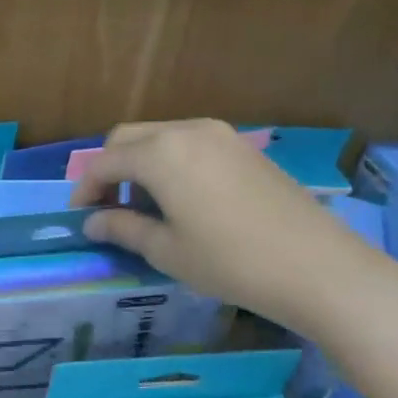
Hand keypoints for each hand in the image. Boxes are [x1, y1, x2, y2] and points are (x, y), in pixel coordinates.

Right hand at [69, 119, 397, 333]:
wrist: (317, 266)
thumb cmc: (229, 261)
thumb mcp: (166, 250)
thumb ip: (122, 228)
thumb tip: (93, 223)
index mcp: (160, 154)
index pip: (104, 162)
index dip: (85, 189)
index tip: (80, 217)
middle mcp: (186, 131)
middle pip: (128, 138)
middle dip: (109, 169)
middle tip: (107, 208)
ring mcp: (220, 135)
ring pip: (160, 136)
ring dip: (140, 164)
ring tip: (143, 206)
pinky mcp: (244, 148)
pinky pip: (190, 143)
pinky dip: (170, 163)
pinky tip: (180, 199)